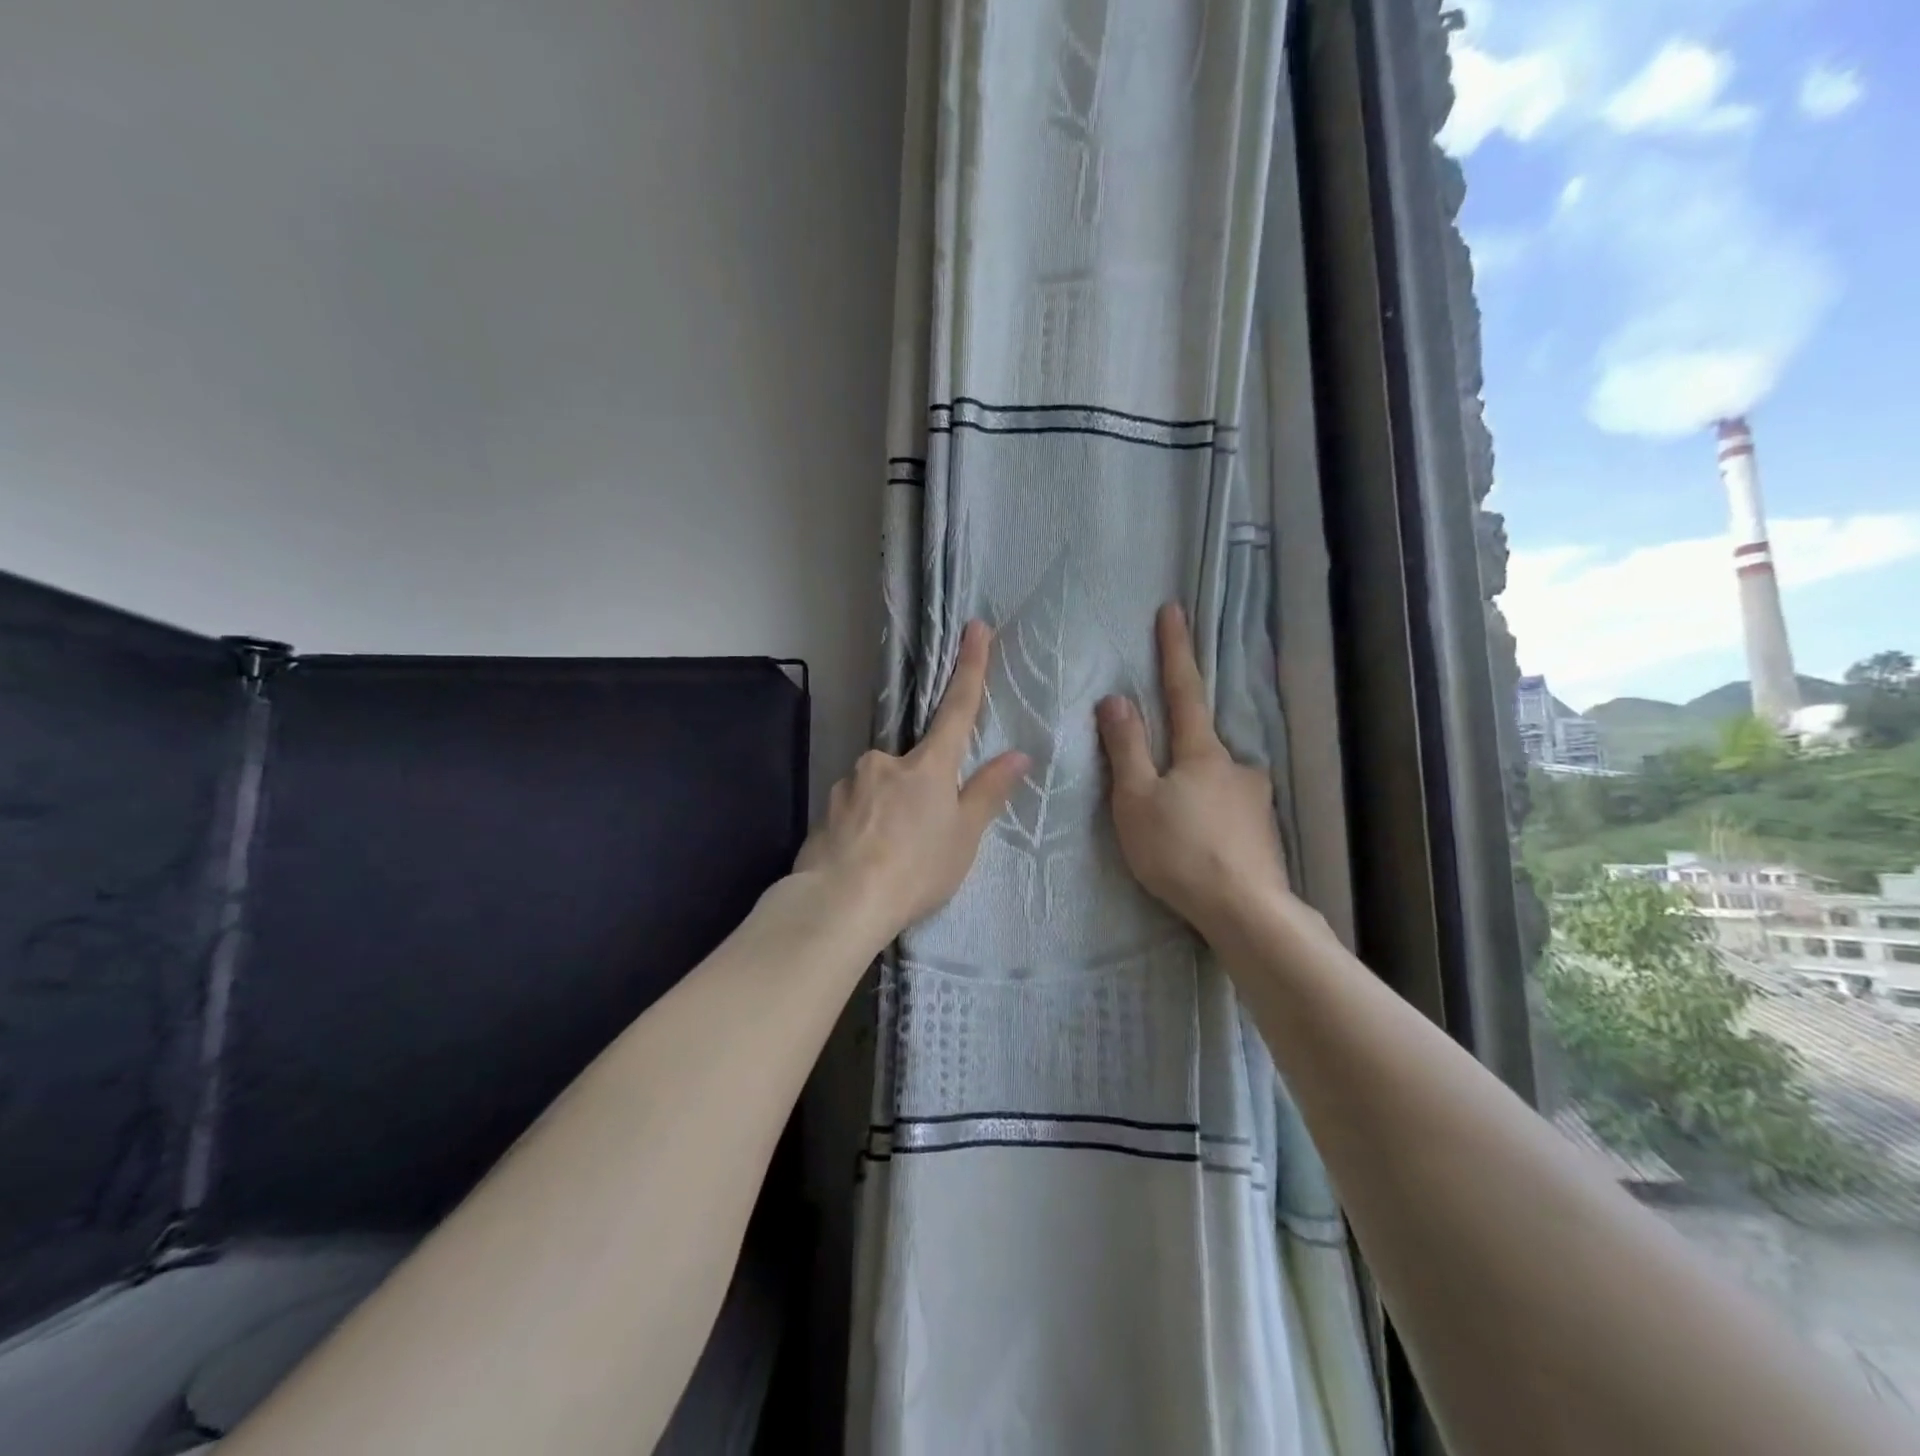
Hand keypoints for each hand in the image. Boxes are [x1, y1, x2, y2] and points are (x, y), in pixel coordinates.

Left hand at [796, 621, 1027, 943]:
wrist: (840, 901)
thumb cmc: (915, 868)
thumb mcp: (964, 836)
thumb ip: (988, 792)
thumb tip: (1018, 755)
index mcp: (928, 765)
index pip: (958, 708)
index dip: (970, 667)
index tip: (975, 627)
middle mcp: (886, 761)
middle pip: (914, 763)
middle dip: (920, 790)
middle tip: (921, 838)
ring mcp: (851, 781)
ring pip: (881, 787)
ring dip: (890, 811)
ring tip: (892, 856)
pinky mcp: (826, 806)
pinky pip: (856, 808)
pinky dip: (865, 825)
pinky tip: (865, 857)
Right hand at [1095, 603, 1289, 935]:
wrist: (1245, 911)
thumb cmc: (1179, 850)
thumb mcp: (1136, 799)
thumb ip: (1126, 748)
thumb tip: (1117, 698)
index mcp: (1202, 752)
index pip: (1183, 689)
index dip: (1175, 650)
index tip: (1174, 610)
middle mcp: (1237, 766)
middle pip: (1200, 744)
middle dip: (1179, 751)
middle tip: (1159, 789)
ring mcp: (1256, 799)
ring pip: (1216, 782)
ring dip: (1195, 793)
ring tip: (1176, 831)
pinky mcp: (1265, 833)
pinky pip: (1230, 812)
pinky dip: (1211, 819)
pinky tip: (1201, 847)